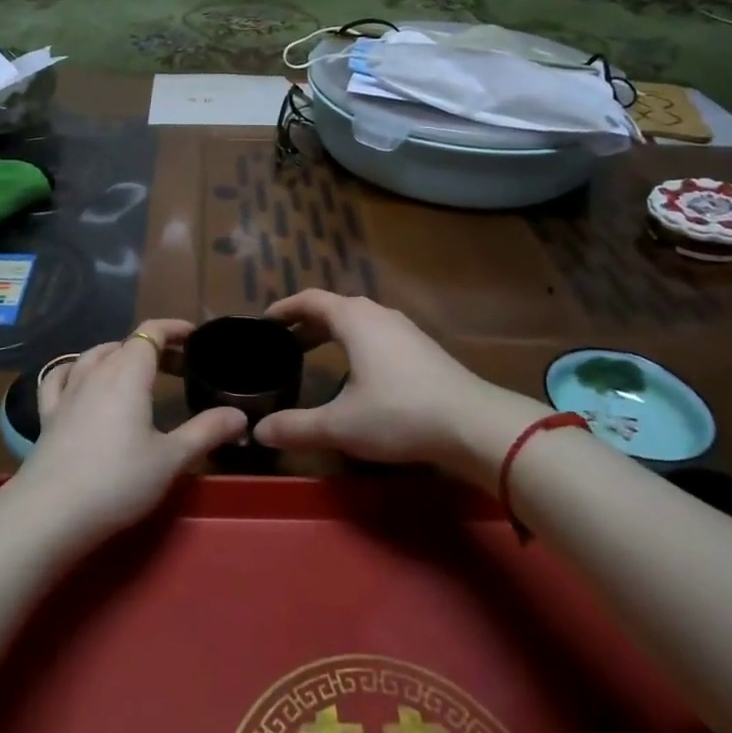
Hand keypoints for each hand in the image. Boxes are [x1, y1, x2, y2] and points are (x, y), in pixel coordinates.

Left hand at [13, 319, 246, 546]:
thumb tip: (240, 415)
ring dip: (117, 354)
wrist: (51, 513)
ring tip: (134, 369)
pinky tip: (78, 378)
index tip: (194, 336)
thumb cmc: (118, 480)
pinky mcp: (48, 415)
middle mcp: (96, 372)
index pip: (151, 332)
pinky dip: (75, 369)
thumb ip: (207, 431)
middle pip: (126, 343)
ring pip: (93, 356)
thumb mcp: (172, 459)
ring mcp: (67, 392)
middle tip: (177, 366)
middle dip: (153, 347)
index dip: (174, 328)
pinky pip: (59, 377)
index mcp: (128, 373)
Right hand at [253, 291, 545, 477]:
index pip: (310, 300)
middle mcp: (378, 314)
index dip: (284, 309)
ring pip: (359, 321)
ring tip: (315, 354)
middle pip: (334, 308)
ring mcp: (405, 330)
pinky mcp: (423, 348)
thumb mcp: (340, 425)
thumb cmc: (399, 414)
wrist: (474, 424)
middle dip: (305, 323)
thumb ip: (296, 427)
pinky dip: (355, 343)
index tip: (263, 322)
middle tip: (283, 344)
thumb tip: (257, 431)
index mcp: (354, 319)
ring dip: (332, 333)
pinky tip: (357, 372)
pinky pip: (377, 334)